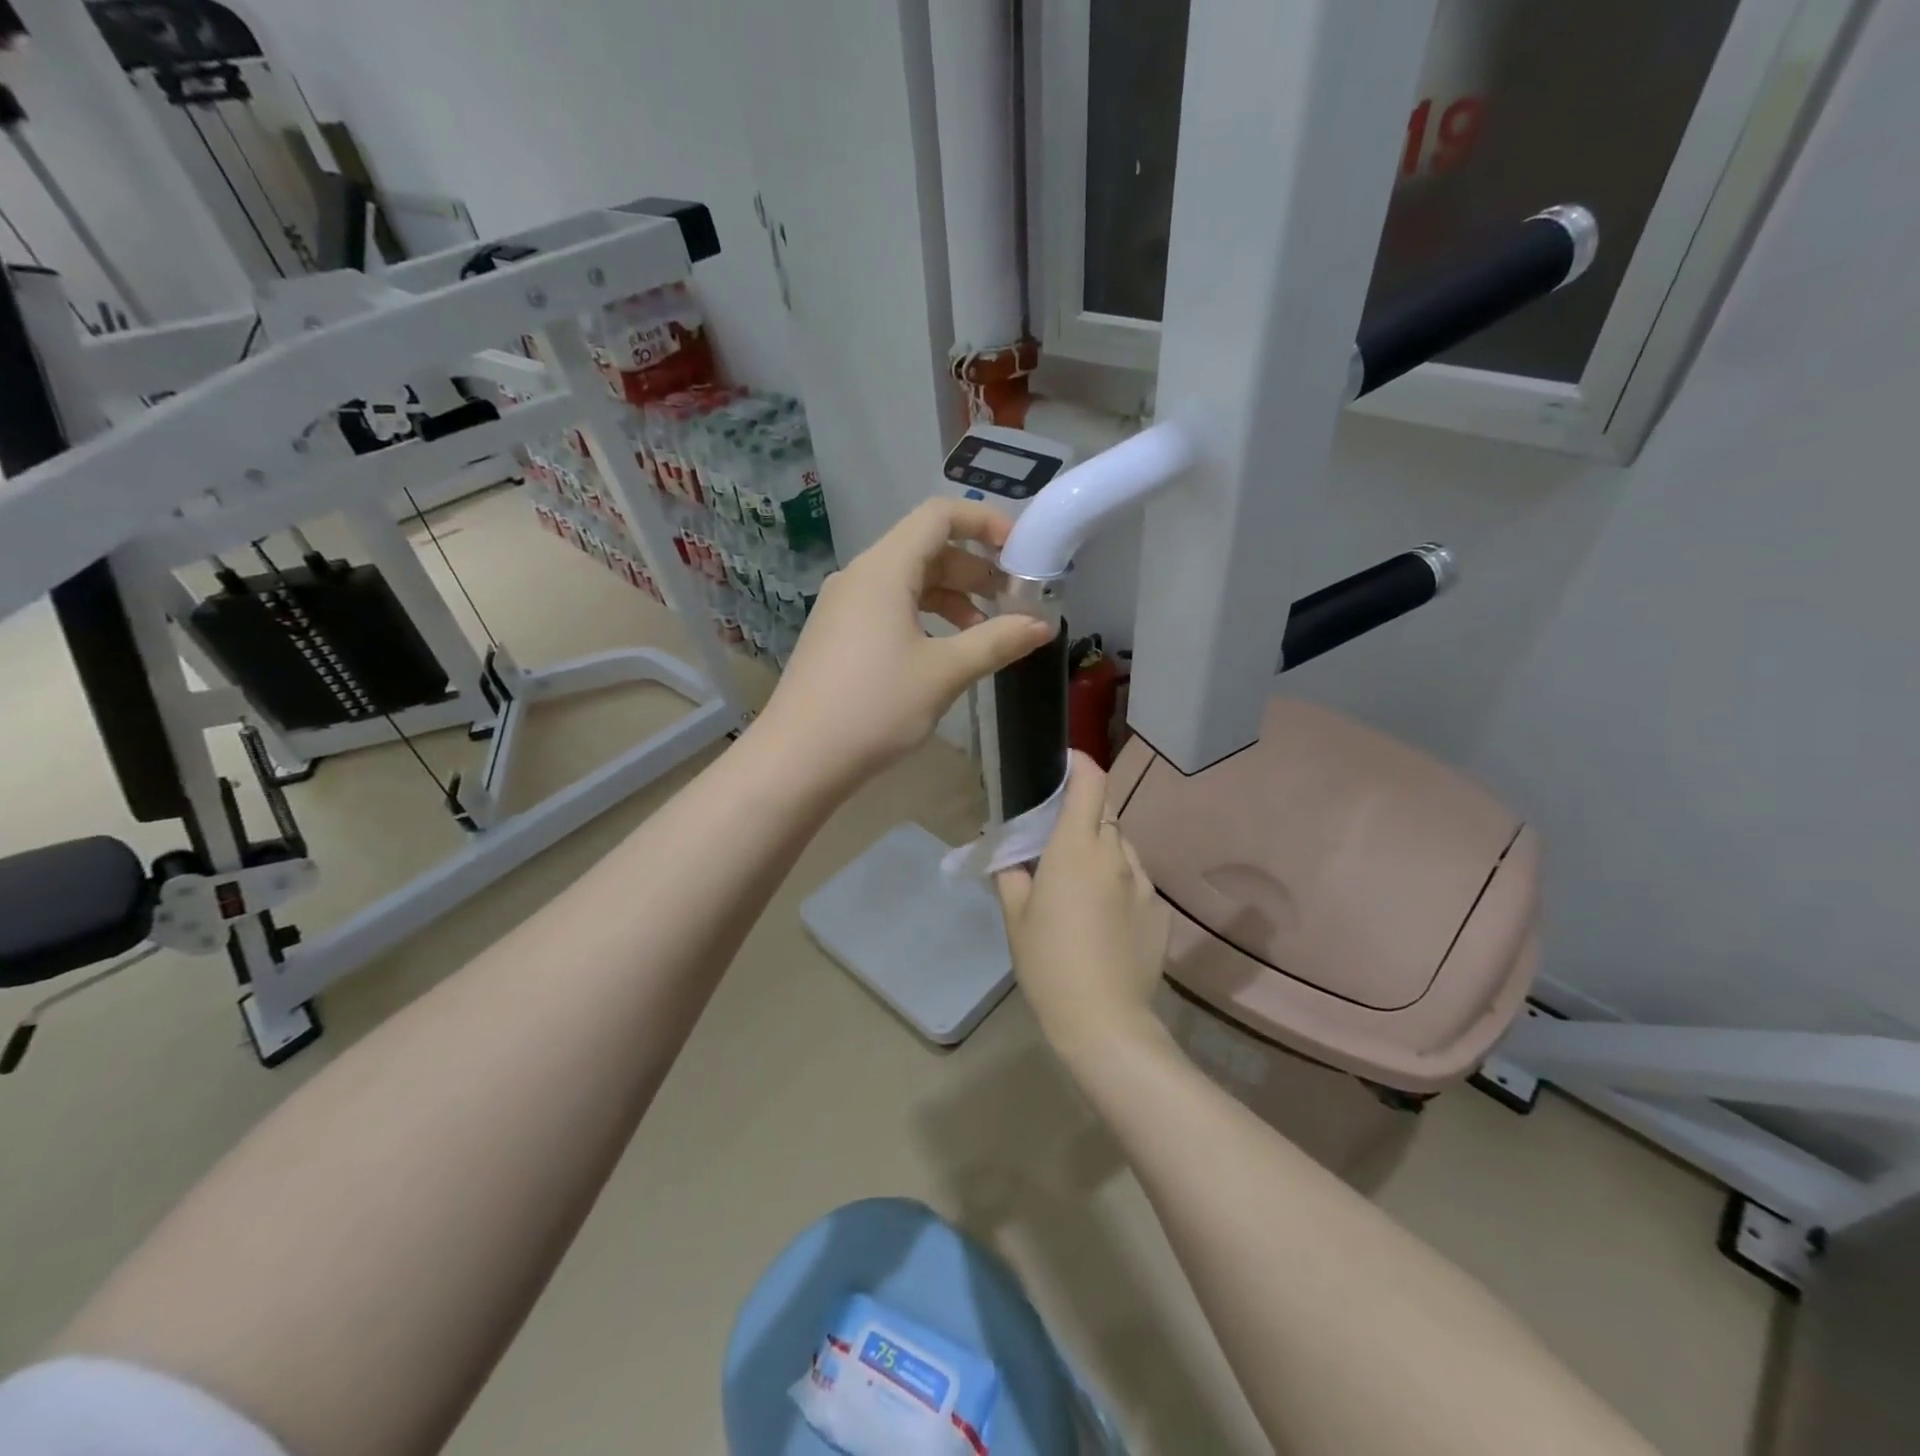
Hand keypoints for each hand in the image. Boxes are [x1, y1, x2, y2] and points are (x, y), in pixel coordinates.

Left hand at [755, 498, 1055, 786]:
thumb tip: (1043, 624)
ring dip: (952, 598)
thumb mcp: (944, 673)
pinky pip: (889, 609)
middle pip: (926, 549)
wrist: (798, 759)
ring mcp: (844, 607)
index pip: (939, 516)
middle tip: (1014, 601)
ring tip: (986, 632)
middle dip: (975, 569)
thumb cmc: (874, 707)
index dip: (985, 523)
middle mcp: (860, 577)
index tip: (1021, 552)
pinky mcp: (838, 636)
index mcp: (883, 569)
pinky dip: (925, 618)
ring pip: (908, 582)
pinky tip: (946, 652)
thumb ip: (997, 642)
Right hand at [996, 752, 1171, 1059]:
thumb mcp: (1015, 918)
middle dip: (1082, 815)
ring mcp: (1144, 882)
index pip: (1090, 783)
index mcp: (1076, 849)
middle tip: (1056, 841)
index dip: (1079, 764)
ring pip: (1121, 847)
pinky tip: (1104, 918)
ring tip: (1080, 886)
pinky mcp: (1159, 909)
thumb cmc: (1048, 963)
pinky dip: (1118, 882)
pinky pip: (1136, 879)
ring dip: (1101, 850)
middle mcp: (1117, 855)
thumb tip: (1012, 856)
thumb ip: (1012, 875)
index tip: (1063, 765)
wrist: (1104, 1020)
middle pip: (1105, 813)